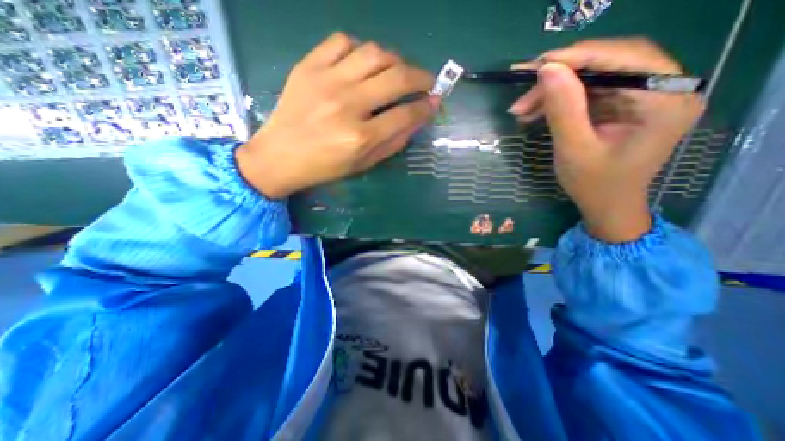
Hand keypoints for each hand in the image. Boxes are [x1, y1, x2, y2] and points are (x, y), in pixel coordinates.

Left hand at [235, 33, 438, 197]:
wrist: (280, 156)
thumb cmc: (325, 167)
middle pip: (396, 78)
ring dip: (395, 60)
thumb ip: (393, 142)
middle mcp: (347, 105)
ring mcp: (326, 81)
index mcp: (361, 137)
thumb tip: (417, 119)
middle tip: (427, 82)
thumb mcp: (364, 164)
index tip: (435, 102)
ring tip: (398, 71)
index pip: (405, 114)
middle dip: (421, 77)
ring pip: (374, 53)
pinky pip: (342, 42)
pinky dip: (360, 49)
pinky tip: (363, 64)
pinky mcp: (308, 66)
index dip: (426, 107)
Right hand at [510, 38, 704, 240]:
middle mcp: (663, 89)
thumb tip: (547, 69)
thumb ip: (564, 109)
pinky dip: (560, 99)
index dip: (578, 57)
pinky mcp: (623, 105)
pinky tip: (535, 110)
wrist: (606, 205)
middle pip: (609, 63)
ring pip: (594, 77)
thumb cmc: (594, 184)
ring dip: (554, 89)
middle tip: (523, 87)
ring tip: (522, 107)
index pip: (624, 59)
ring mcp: (643, 96)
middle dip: (561, 75)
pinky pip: (589, 92)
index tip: (537, 64)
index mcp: (665, 100)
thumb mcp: (574, 149)